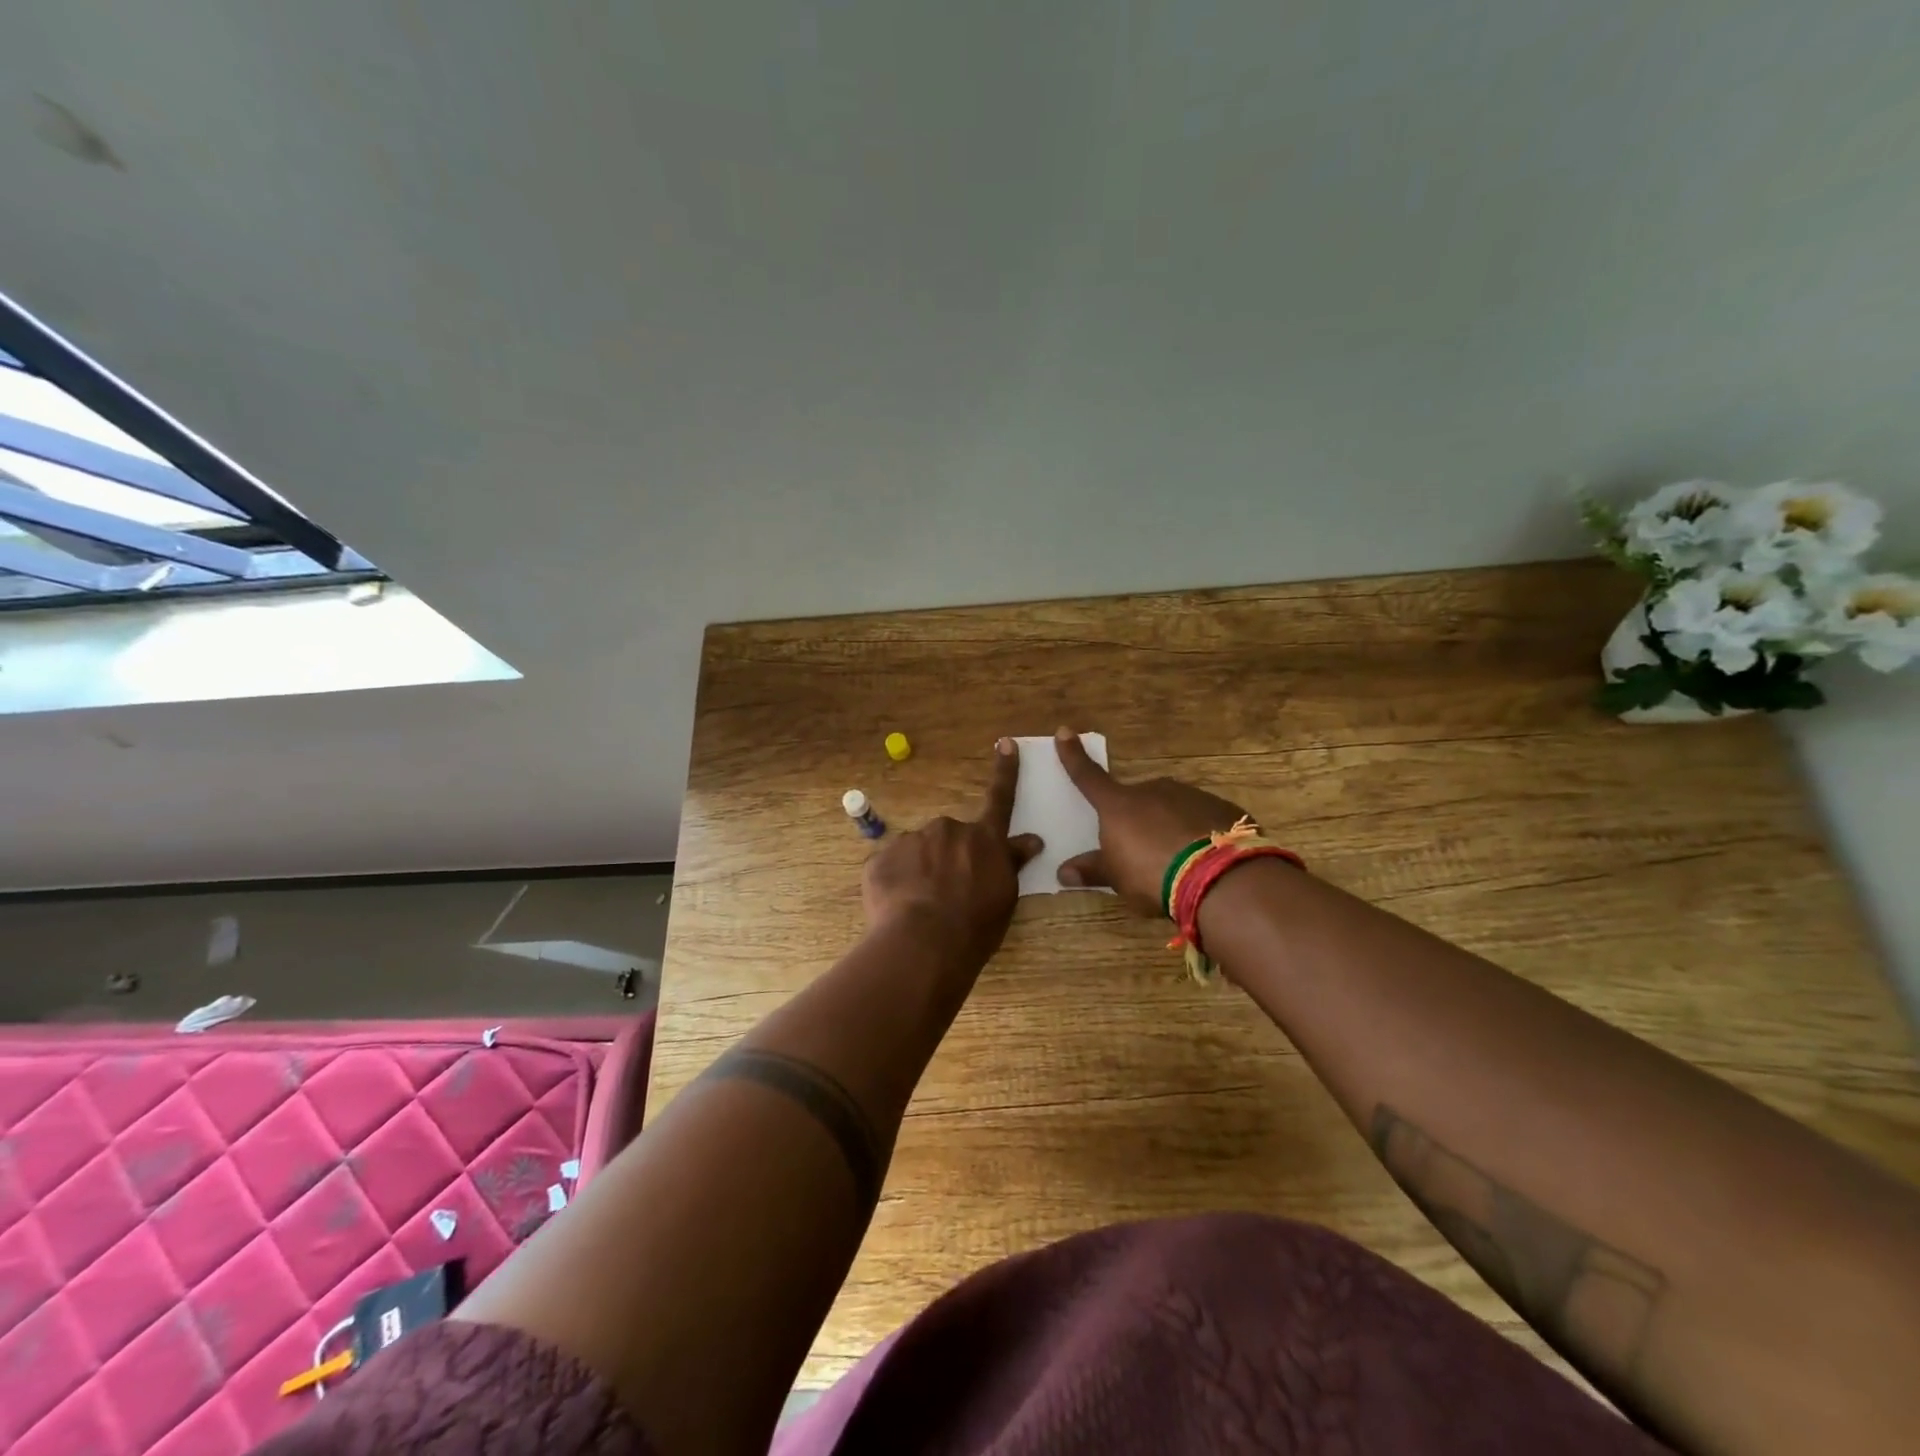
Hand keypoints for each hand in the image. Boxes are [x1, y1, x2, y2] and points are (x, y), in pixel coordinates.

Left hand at [862, 738, 1043, 965]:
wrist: (923, 943)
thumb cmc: (975, 927)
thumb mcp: (1004, 897)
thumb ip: (1011, 863)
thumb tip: (1031, 840)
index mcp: (984, 839)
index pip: (1000, 799)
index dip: (1005, 771)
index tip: (1006, 743)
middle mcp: (949, 829)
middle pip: (950, 837)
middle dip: (948, 857)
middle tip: (946, 894)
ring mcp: (912, 840)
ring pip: (918, 851)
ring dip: (920, 870)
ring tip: (920, 906)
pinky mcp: (881, 857)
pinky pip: (891, 867)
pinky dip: (896, 883)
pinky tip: (899, 907)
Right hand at [1052, 726, 1249, 915]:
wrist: (1218, 877)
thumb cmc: (1152, 874)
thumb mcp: (1117, 877)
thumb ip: (1093, 870)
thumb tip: (1063, 872)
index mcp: (1119, 805)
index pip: (1088, 777)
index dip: (1074, 756)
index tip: (1064, 732)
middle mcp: (1153, 790)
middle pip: (1138, 800)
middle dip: (1139, 819)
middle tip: (1145, 851)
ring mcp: (1190, 795)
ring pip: (1173, 807)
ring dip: (1171, 826)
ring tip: (1179, 861)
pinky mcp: (1222, 808)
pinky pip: (1203, 818)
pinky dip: (1200, 833)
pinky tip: (1206, 858)